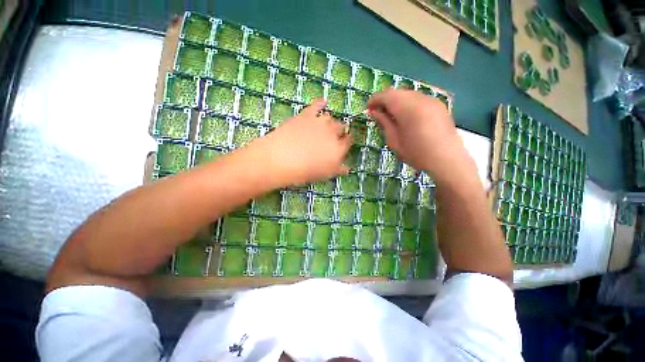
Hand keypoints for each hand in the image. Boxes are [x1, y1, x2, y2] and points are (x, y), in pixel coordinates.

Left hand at [248, 99, 350, 186]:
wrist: (281, 159)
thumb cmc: (304, 171)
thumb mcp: (323, 174)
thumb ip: (337, 169)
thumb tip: (347, 168)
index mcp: (338, 149)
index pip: (348, 141)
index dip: (347, 141)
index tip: (344, 142)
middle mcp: (332, 133)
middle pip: (341, 127)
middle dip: (340, 130)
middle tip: (334, 136)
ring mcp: (320, 122)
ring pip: (330, 117)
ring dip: (330, 121)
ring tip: (326, 125)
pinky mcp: (306, 115)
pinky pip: (316, 105)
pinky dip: (320, 103)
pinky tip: (323, 101)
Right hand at [367, 89, 471, 182]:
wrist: (447, 159)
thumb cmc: (416, 153)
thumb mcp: (394, 140)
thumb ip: (384, 123)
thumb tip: (374, 112)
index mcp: (407, 108)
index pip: (386, 95)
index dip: (374, 100)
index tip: (368, 109)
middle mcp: (420, 98)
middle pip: (397, 92)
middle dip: (385, 100)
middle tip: (378, 113)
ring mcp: (431, 100)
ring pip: (408, 94)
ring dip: (396, 102)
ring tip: (391, 116)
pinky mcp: (438, 105)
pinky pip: (418, 99)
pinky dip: (408, 104)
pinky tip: (407, 117)